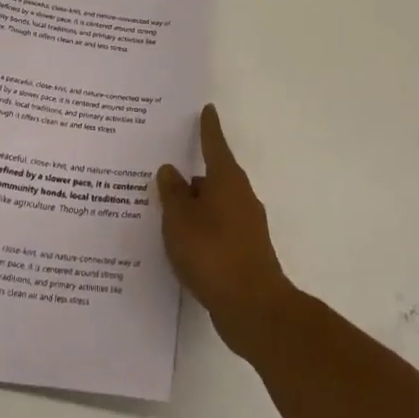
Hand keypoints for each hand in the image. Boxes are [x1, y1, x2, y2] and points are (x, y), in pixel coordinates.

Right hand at [158, 105, 294, 355]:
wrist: (253, 308)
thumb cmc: (213, 252)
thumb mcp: (180, 220)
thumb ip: (172, 194)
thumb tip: (170, 170)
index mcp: (226, 179)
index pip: (214, 143)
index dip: (208, 127)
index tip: (207, 109)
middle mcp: (240, 195)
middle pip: (213, 176)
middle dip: (192, 175)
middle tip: (165, 172)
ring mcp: (246, 225)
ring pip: (214, 205)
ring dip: (194, 205)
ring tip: (166, 211)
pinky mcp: (245, 251)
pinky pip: (217, 229)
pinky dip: (200, 230)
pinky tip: (182, 244)